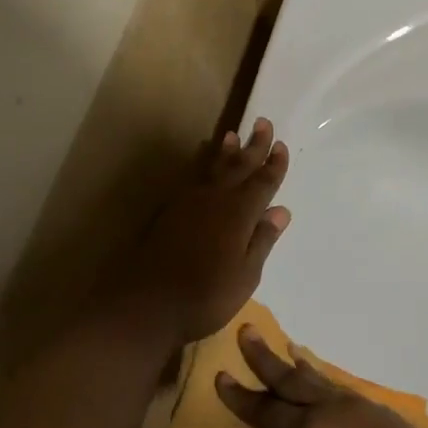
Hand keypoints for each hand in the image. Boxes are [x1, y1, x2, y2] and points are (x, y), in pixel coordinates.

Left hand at [113, 119, 290, 347]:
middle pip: (238, 166)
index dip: (273, 165)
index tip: (281, 146)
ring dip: (225, 151)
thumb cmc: (205, 296)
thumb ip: (262, 240)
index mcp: (239, 214)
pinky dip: (201, 165)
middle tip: (262, 122)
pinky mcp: (170, 211)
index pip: (262, 183)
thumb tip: (280, 211)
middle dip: (253, 146)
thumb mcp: (245, 275)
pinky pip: (192, 177)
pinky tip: (202, 164)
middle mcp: (215, 200)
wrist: (146, 305)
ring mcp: (189, 203)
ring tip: (231, 135)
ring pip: (212, 168)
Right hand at [216, 328, 427, 427]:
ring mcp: (360, 408)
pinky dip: (321, 379)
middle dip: (265, 359)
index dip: (242, 398)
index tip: (220, 376)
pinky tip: (320, 382)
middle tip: (246, 331)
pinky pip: (338, 388)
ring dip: (295, 365)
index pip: (267, 412)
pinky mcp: (381, 414)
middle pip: (291, 380)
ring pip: (318, 380)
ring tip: (282, 349)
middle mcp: (333, 410)